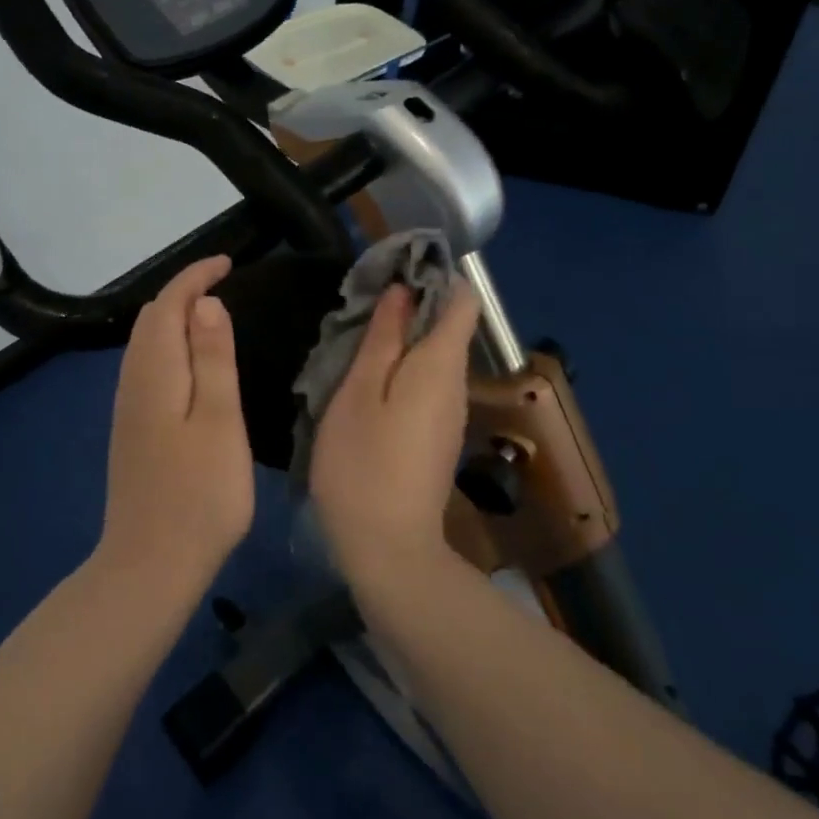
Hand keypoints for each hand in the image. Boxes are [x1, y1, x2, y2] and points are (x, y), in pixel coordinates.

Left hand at [97, 255, 253, 595]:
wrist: (150, 564)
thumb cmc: (199, 494)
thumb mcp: (219, 421)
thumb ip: (213, 359)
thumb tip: (205, 303)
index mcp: (154, 372)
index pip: (167, 304)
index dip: (195, 276)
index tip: (228, 263)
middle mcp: (132, 382)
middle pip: (151, 319)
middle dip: (183, 292)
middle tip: (225, 285)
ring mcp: (128, 408)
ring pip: (146, 343)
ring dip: (174, 318)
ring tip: (213, 316)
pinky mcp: (132, 430)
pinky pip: (147, 367)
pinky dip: (170, 346)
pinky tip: (192, 365)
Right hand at [309, 281, 480, 587]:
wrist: (388, 549)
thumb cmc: (363, 464)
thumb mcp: (359, 393)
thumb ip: (382, 340)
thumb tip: (402, 292)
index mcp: (440, 366)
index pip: (462, 301)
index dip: (435, 275)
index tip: (394, 269)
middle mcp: (456, 385)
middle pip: (448, 327)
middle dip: (412, 305)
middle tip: (361, 304)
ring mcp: (449, 415)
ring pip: (435, 357)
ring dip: (403, 339)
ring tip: (357, 337)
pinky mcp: (437, 437)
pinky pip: (427, 384)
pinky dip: (403, 369)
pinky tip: (368, 380)